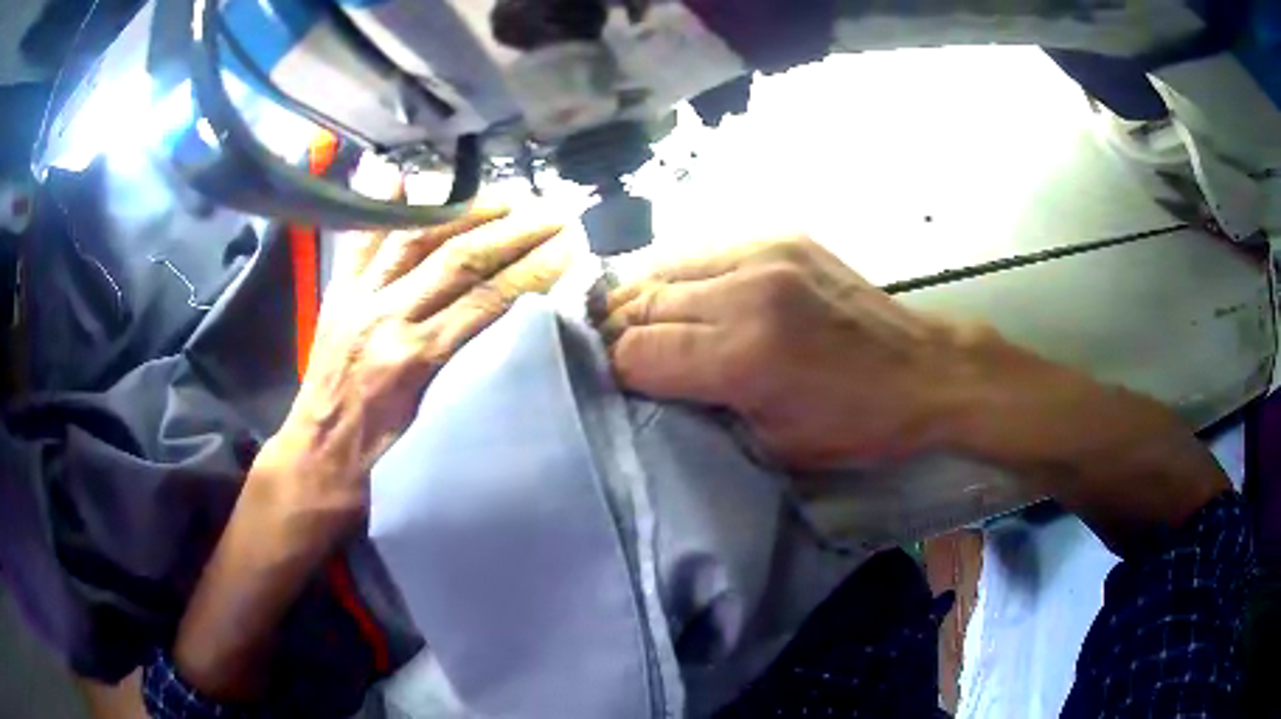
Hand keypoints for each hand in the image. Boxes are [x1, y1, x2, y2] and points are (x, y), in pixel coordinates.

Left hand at [174, 170, 568, 701]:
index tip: (570, 247)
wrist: (315, 463)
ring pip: (416, 236)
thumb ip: (467, 374)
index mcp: (414, 360)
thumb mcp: (434, 429)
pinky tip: (403, 176)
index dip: (534, 268)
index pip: (487, 300)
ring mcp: (357, 299)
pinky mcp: (338, 294)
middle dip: (512, 230)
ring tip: (504, 197)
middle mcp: (386, 317)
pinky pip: (361, 238)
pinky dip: (383, 205)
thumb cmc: (379, 465)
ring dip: (465, 210)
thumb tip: (512, 329)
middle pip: (459, 258)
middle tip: (551, 212)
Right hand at [606, 235, 975, 467]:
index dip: (618, 373)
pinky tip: (693, 299)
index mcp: (743, 356)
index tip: (621, 388)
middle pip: (641, 304)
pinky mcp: (781, 237)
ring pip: (664, 269)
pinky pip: (704, 253)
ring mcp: (764, 254)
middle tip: (624, 358)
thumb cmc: (855, 425)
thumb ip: (702, 409)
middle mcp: (745, 292)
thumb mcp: (771, 444)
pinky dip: (685, 278)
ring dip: (647, 301)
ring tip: (650, 326)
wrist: (924, 370)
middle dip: (620, 334)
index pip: (636, 353)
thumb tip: (649, 383)